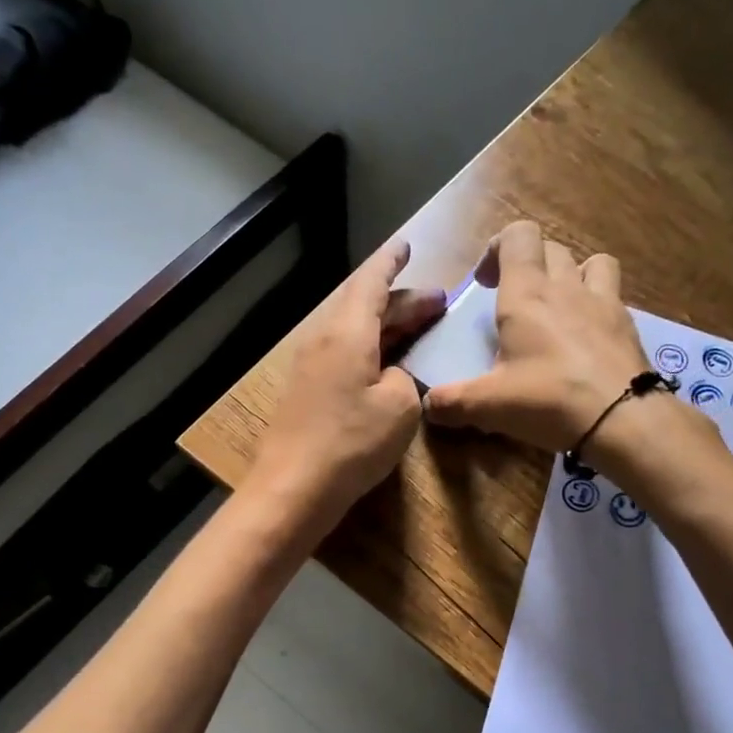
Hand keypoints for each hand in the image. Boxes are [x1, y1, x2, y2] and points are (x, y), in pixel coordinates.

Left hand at [248, 239, 445, 528]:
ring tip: (420, 328)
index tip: (407, 245)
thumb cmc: (351, 442)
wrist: (293, 488)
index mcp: (347, 332)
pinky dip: (372, 347)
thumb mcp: (398, 407)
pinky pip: (344, 352)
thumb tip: (393, 375)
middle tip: (438, 303)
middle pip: (363, 305)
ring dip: (387, 325)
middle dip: (402, 300)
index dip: (391, 261)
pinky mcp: (308, 390)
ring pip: (353, 329)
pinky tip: (388, 363)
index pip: (371, 281)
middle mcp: (324, 338)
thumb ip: (404, 378)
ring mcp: (311, 365)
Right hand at [424, 220, 651, 451]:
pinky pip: (613, 297)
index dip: (498, 248)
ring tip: (561, 307)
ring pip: (592, 262)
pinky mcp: (628, 326)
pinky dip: (598, 307)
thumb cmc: (548, 400)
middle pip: (550, 248)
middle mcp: (566, 287)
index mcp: (527, 294)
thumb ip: (452, 402)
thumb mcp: (489, 406)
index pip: (518, 236)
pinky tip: (588, 340)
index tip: (485, 283)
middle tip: (514, 300)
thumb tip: (428, 405)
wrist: (622, 418)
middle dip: (529, 264)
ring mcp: (604, 302)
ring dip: (573, 274)